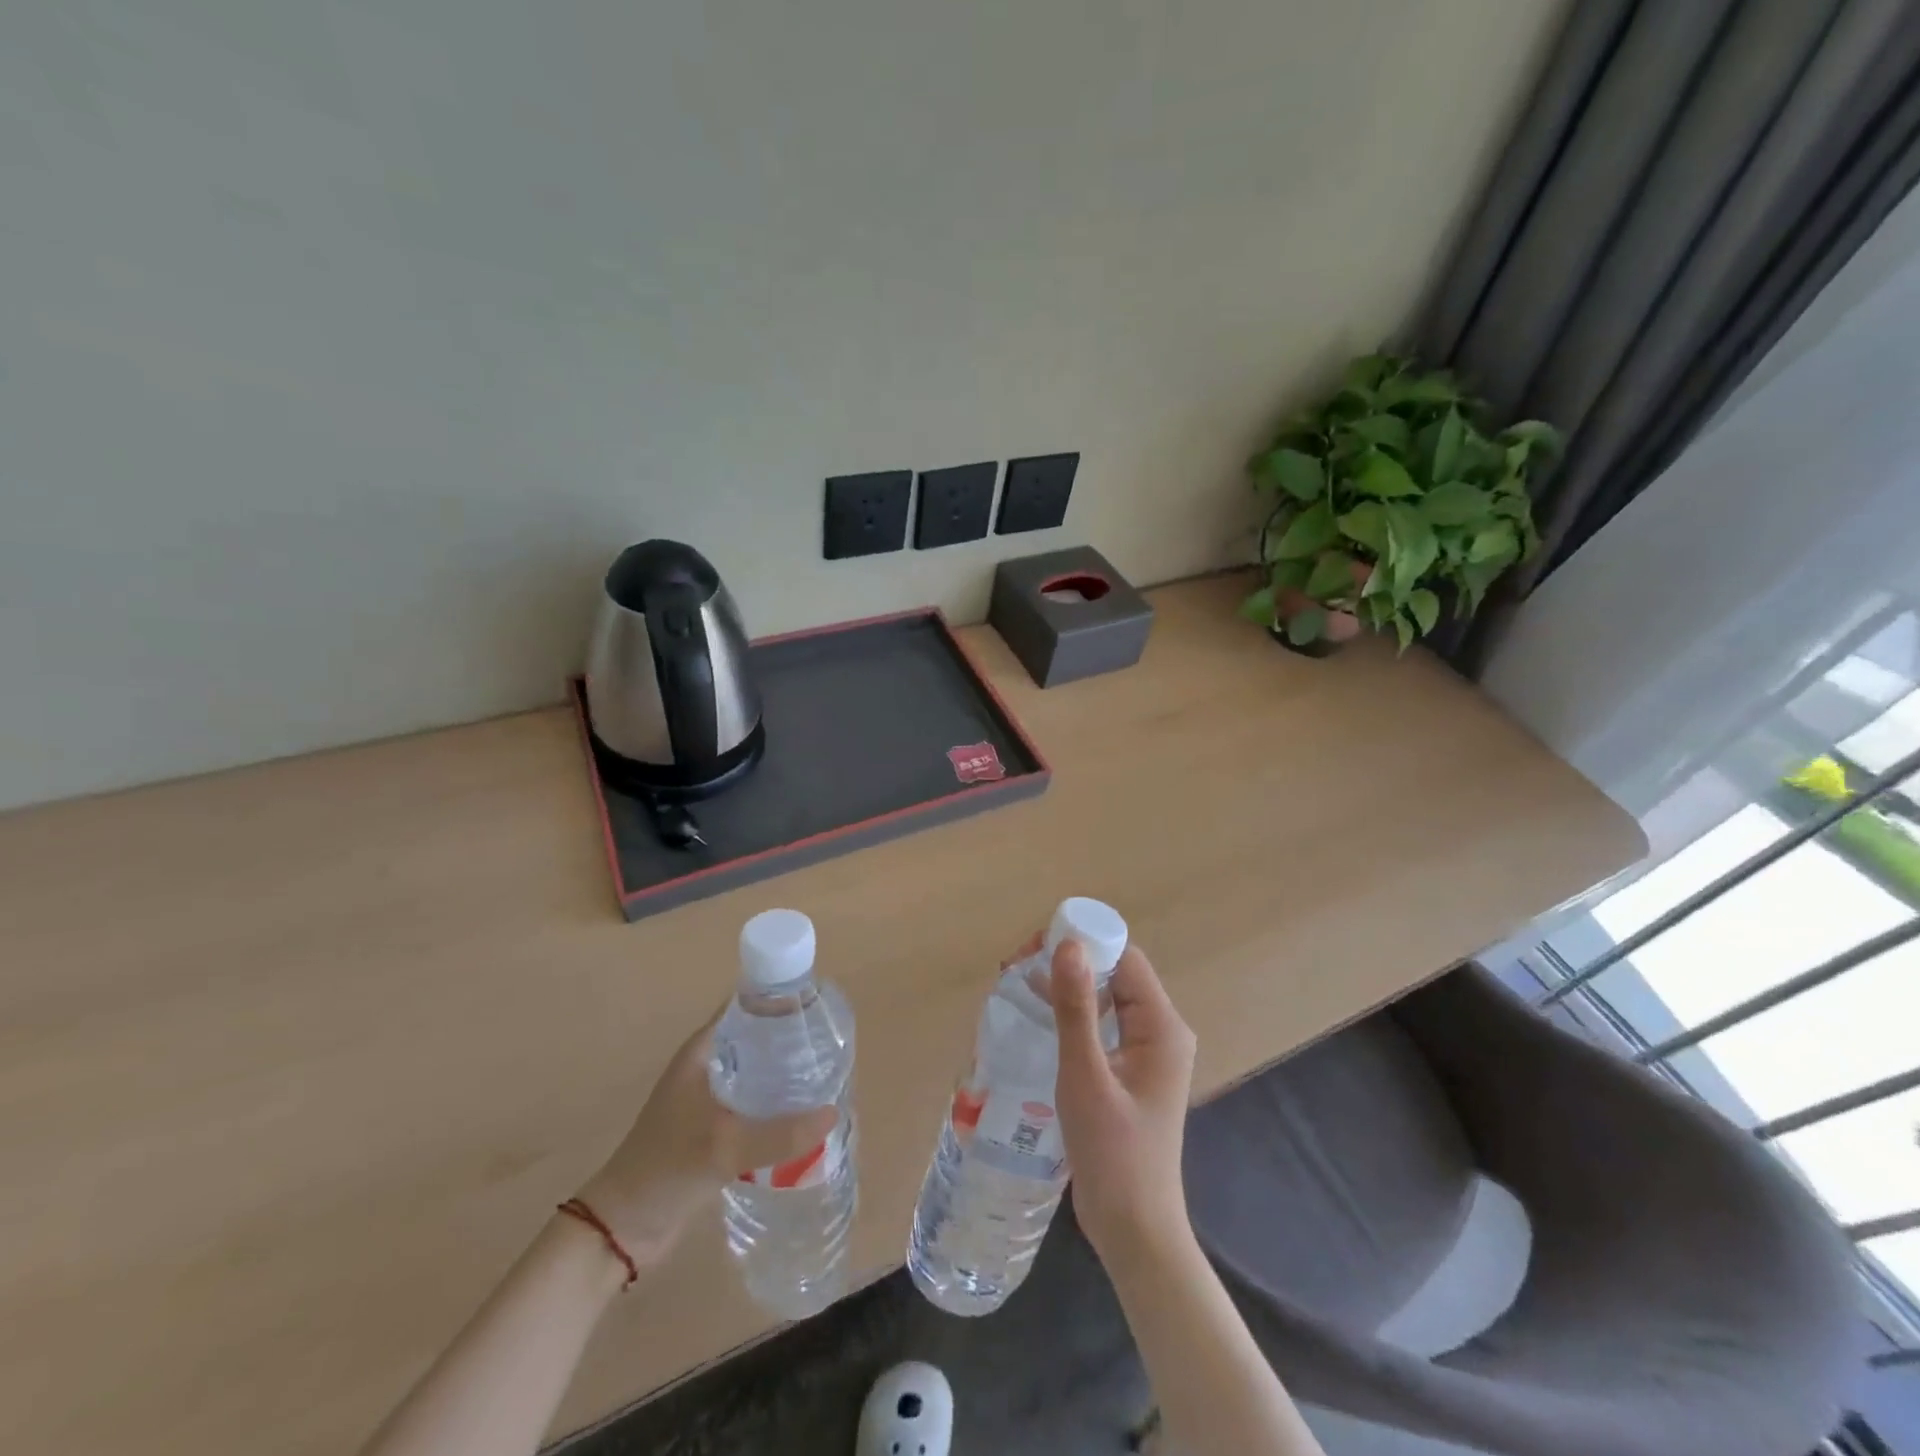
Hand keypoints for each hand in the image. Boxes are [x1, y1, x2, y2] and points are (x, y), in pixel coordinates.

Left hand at [572, 1008, 836, 1269]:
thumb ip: (779, 1133)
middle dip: (791, 1041)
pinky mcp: (715, 1128)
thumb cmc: (666, 1168)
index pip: (747, 1007)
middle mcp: (707, 1066)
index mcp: (702, 1050)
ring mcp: (710, 1098)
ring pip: (757, 1074)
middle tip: (831, 1047)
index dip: (781, 1002)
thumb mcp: (725, 1146)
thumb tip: (832, 1113)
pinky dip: (776, 1106)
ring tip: (825, 1079)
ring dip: (785, 1077)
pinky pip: (754, 1105)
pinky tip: (803, 1117)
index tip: (817, 1008)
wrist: (622, 1227)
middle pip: (757, 1040)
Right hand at [1050, 939, 1198, 1267]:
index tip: (1034, 946)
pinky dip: (1072, 1012)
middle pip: (1115, 973)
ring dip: (1066, 985)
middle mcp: (1159, 1030)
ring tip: (1018, 982)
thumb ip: (1076, 1008)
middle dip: (1069, 961)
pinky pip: (1101, 1024)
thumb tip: (1066, 945)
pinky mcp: (1128, 1071)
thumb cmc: (1113, 1154)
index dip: (1083, 941)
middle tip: (1017, 965)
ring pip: (1105, 997)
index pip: (1124, 958)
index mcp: (1161, 1026)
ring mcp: (1145, 1052)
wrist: (1134, 1230)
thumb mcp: (1086, 1076)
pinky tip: (1037, 1014)